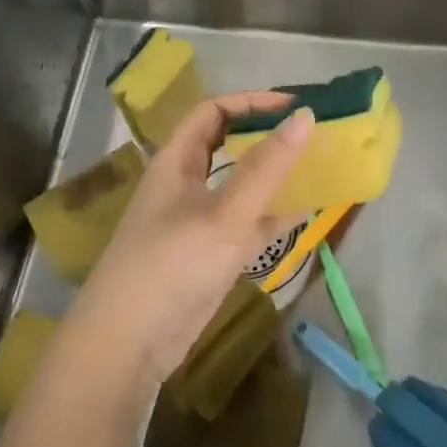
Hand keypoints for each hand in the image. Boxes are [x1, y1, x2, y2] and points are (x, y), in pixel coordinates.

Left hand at [64, 93, 313, 391]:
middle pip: (227, 145)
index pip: (213, 111)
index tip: (293, 105)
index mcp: (176, 161)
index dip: (251, 102)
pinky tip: (307, 212)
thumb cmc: (173, 264)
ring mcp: (197, 221)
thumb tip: (305, 116)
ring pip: (240, 186)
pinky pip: (247, 224)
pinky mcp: (208, 255)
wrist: (129, 344)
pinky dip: (273, 216)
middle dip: (266, 135)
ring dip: (274, 175)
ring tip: (317, 166)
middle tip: (309, 133)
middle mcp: (185, 184)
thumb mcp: (227, 212)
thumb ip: (268, 167)